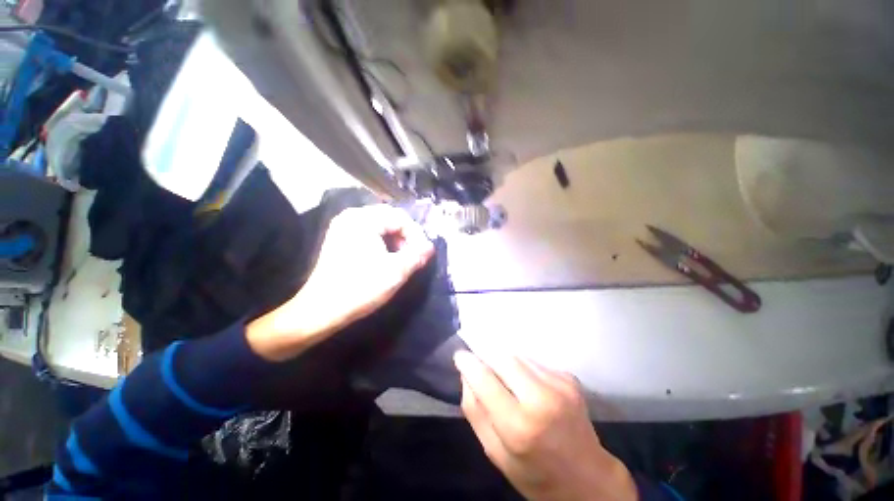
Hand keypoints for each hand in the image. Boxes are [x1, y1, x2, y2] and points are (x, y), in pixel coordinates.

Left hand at [247, 205, 433, 360]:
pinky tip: (386, 257)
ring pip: (380, 225)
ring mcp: (343, 226)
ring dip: (396, 239)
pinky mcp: (340, 238)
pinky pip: (369, 232)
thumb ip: (417, 255)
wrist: (321, 310)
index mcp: (363, 219)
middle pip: (390, 218)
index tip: (424, 254)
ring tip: (402, 257)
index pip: (401, 218)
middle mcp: (351, 216)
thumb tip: (430, 247)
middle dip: (406, 236)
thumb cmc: (360, 288)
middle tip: (414, 254)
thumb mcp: (396, 271)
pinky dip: (383, 242)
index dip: (417, 235)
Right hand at [454, 351, 636, 500]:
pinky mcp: (569, 377)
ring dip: (504, 360)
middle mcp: (542, 398)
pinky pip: (534, 361)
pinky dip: (522, 367)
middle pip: (502, 357)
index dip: (469, 362)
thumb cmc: (535, 473)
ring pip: (518, 355)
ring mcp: (559, 384)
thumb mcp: (494, 452)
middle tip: (479, 362)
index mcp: (519, 426)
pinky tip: (526, 385)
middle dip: (485, 354)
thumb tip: (466, 374)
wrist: (587, 478)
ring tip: (504, 378)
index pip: (485, 378)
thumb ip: (475, 411)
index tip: (459, 355)